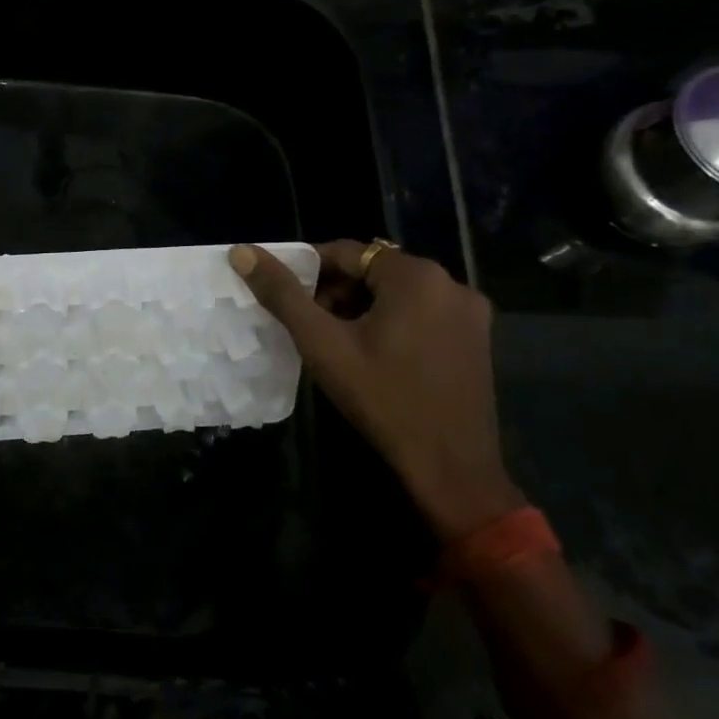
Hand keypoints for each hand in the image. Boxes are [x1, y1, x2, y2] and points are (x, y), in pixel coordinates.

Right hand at [231, 240, 521, 540]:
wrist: (450, 466)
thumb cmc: (382, 398)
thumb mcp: (323, 344)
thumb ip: (282, 295)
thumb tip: (242, 252)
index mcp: (416, 275)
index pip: (347, 252)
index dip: (308, 270)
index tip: (284, 294)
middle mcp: (450, 282)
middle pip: (375, 270)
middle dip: (336, 291)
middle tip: (308, 323)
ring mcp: (470, 312)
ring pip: (399, 293)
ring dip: (362, 307)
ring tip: (335, 341)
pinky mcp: (477, 339)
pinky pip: (423, 313)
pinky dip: (393, 321)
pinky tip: (374, 354)